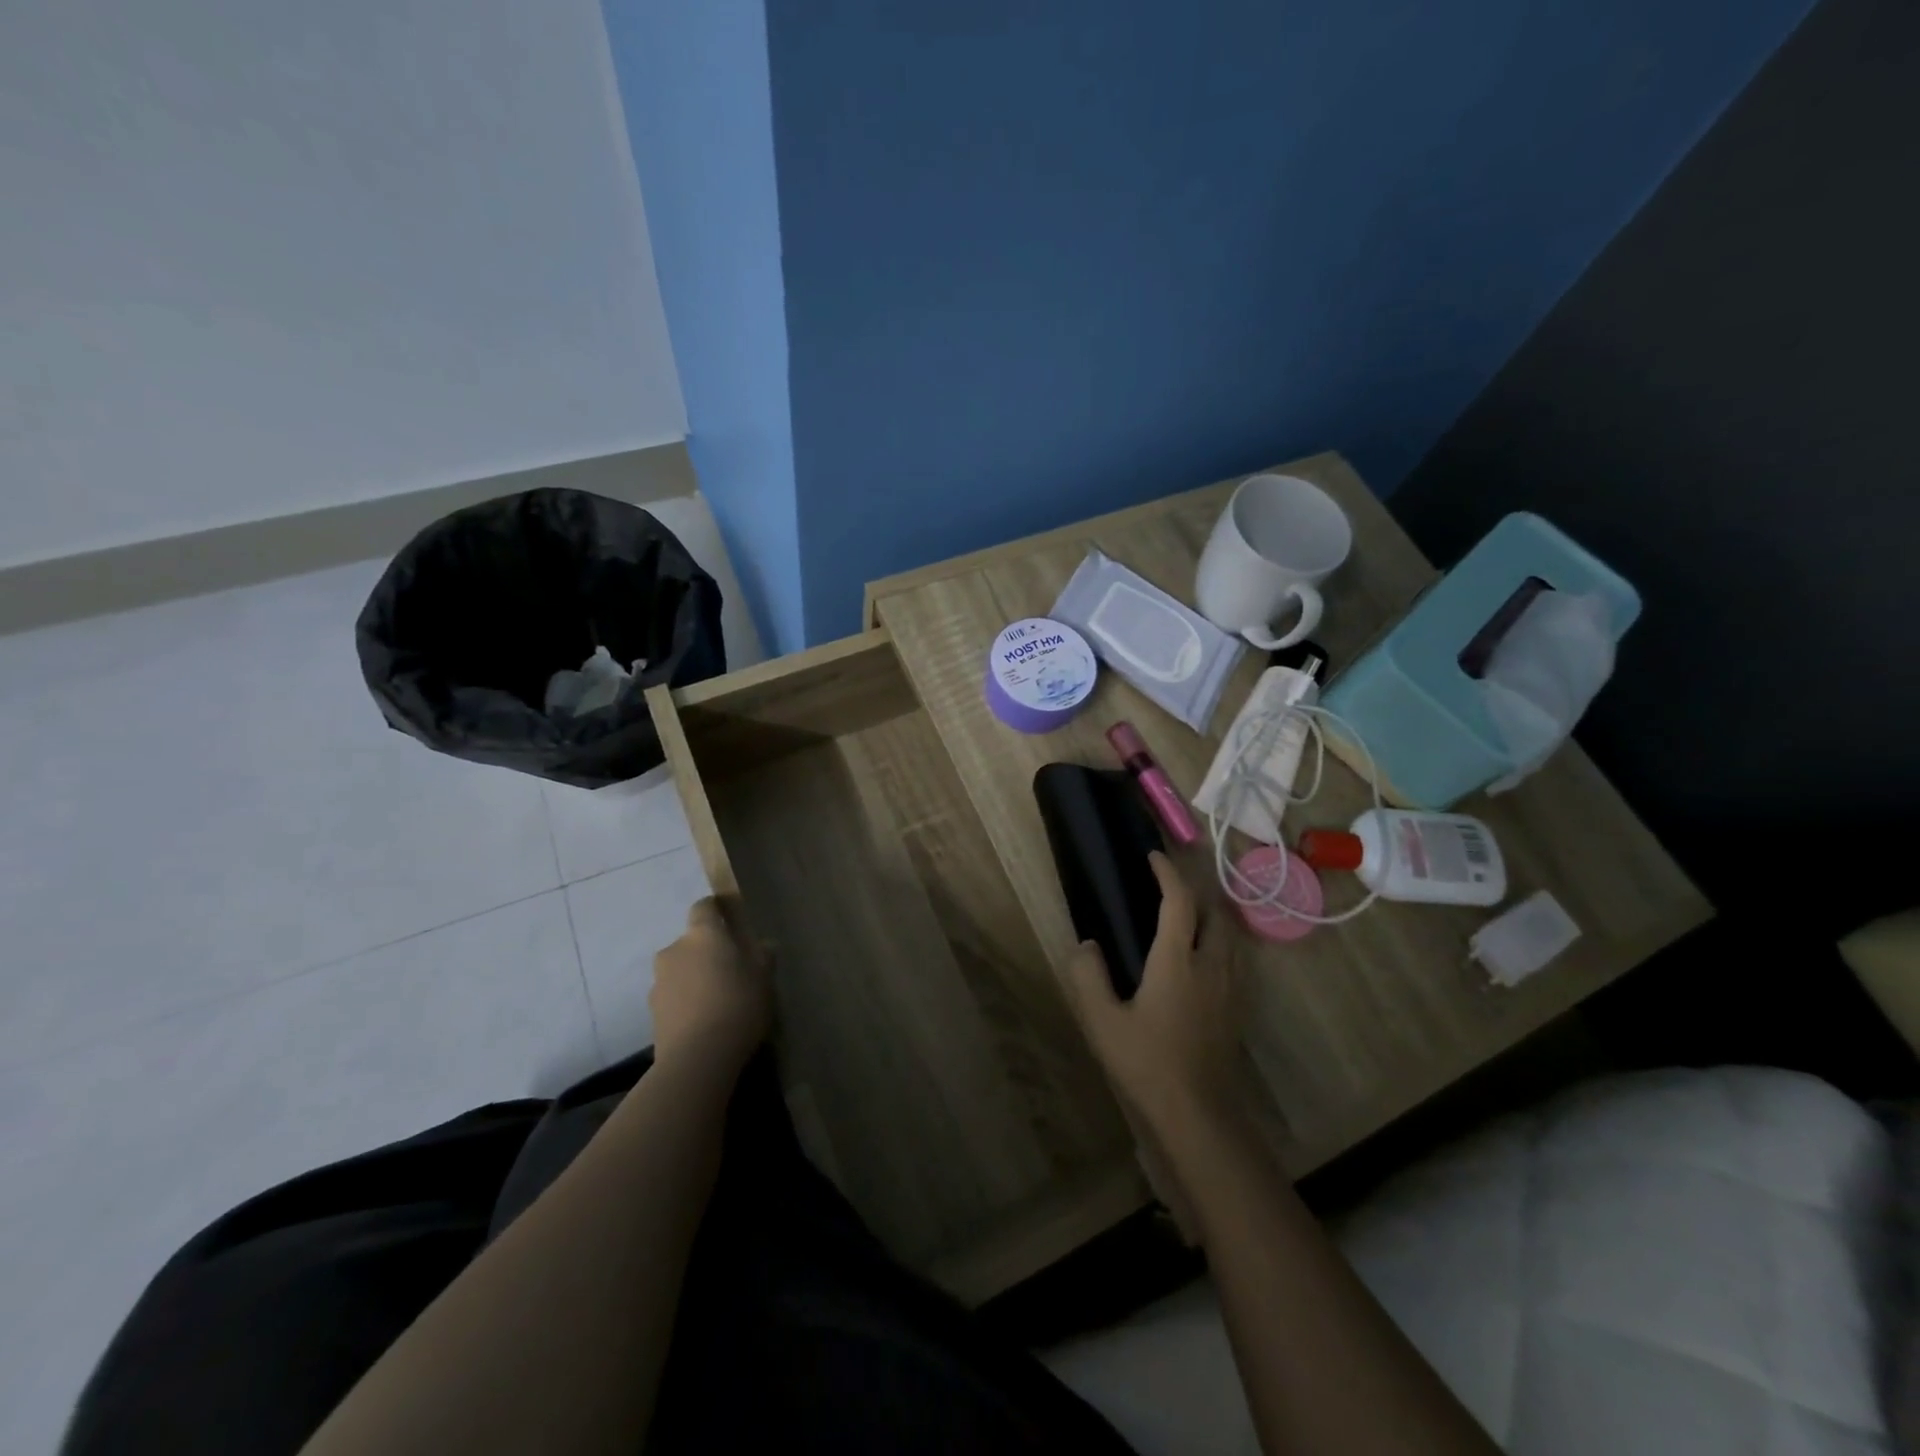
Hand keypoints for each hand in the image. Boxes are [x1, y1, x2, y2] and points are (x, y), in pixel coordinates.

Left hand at [649, 897, 772, 1077]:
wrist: (697, 1058)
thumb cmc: (738, 1005)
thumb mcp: (764, 979)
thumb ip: (763, 957)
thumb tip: (763, 945)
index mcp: (702, 934)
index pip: (703, 907)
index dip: (714, 910)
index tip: (729, 920)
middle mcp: (674, 950)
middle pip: (690, 942)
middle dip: (706, 952)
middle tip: (729, 970)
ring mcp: (658, 981)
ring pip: (679, 970)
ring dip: (693, 978)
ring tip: (716, 1001)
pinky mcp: (651, 1012)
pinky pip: (673, 996)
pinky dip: (685, 1002)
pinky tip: (703, 1021)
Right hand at [1064, 852, 1243, 1132]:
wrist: (1199, 1117)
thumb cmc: (1147, 1063)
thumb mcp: (1102, 1021)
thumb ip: (1089, 976)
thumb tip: (1086, 944)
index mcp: (1178, 960)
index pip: (1179, 901)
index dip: (1167, 873)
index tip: (1153, 856)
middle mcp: (1212, 965)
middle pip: (1216, 911)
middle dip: (1196, 890)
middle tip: (1171, 887)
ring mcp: (1231, 988)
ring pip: (1231, 935)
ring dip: (1212, 915)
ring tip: (1188, 917)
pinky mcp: (1238, 1009)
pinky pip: (1236, 959)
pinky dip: (1221, 942)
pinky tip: (1203, 960)